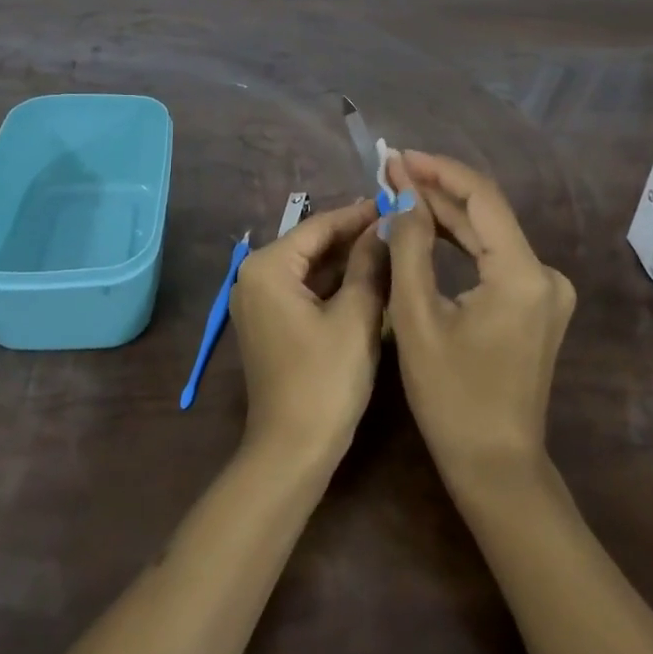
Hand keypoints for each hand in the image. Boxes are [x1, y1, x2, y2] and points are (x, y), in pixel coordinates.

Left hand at [229, 199, 386, 467]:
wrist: (292, 452)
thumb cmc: (325, 379)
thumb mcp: (356, 316)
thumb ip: (369, 263)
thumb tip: (386, 224)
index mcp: (268, 266)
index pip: (318, 226)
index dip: (358, 214)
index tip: (394, 201)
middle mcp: (255, 276)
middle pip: (312, 244)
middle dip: (354, 236)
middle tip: (397, 223)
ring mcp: (259, 301)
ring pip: (310, 268)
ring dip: (347, 260)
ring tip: (391, 246)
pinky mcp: (270, 323)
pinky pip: (304, 290)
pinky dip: (334, 284)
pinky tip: (369, 278)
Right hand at [384, 151, 575, 494]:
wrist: (495, 468)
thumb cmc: (451, 397)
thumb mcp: (418, 317)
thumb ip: (411, 246)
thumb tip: (402, 194)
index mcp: (522, 274)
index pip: (481, 198)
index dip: (438, 170)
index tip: (398, 156)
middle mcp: (544, 273)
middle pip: (486, 213)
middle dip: (436, 189)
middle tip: (389, 170)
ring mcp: (545, 290)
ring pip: (489, 234)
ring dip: (445, 212)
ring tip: (399, 189)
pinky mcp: (535, 305)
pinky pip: (493, 257)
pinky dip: (460, 241)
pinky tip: (427, 226)